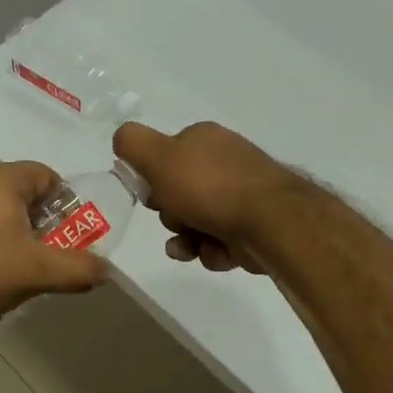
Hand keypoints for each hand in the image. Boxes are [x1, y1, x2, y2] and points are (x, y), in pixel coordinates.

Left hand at [0, 161, 109, 320]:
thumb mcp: (35, 271)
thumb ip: (75, 269)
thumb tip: (106, 269)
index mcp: (5, 179)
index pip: (49, 176)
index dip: (68, 204)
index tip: (73, 234)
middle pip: (25, 196)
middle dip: (43, 227)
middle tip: (51, 257)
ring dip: (16, 239)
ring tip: (20, 273)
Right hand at [112, 121, 294, 273]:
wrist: (271, 222)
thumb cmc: (209, 187)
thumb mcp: (159, 157)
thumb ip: (132, 144)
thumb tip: (121, 140)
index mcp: (204, 139)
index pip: (165, 156)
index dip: (152, 179)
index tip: (151, 196)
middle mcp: (225, 162)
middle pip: (179, 193)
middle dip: (171, 214)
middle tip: (176, 221)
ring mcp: (243, 194)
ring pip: (197, 221)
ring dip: (187, 239)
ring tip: (191, 247)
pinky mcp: (255, 225)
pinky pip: (219, 241)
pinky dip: (211, 250)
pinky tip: (216, 253)